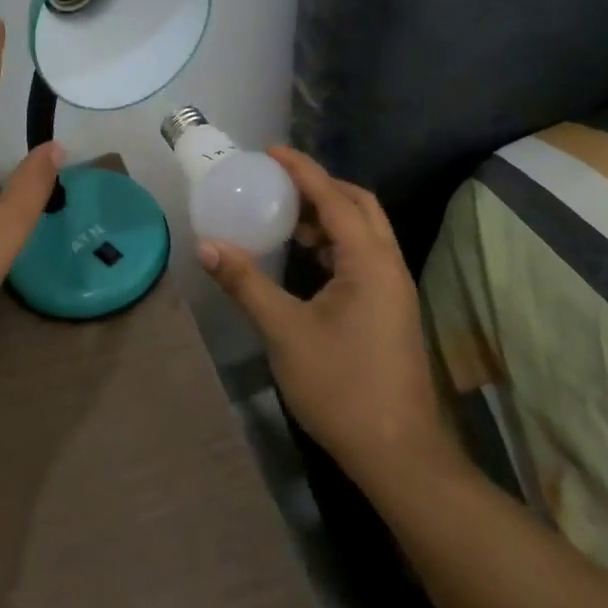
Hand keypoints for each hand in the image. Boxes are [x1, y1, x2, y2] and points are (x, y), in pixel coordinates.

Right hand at [198, 148, 458, 491]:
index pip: (334, 197)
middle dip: (320, 186)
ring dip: (329, 216)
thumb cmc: (342, 387)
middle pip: (360, 205)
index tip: (270, 151)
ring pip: (365, 232)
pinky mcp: (390, 311)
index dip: (301, 170)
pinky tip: (305, 260)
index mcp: (369, 262)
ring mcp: (394, 290)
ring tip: (285, 218)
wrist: (400, 456)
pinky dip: (335, 244)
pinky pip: (363, 256)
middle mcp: (388, 266)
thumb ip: (246, 283)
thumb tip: (207, 245)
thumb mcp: (285, 331)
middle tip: (278, 182)